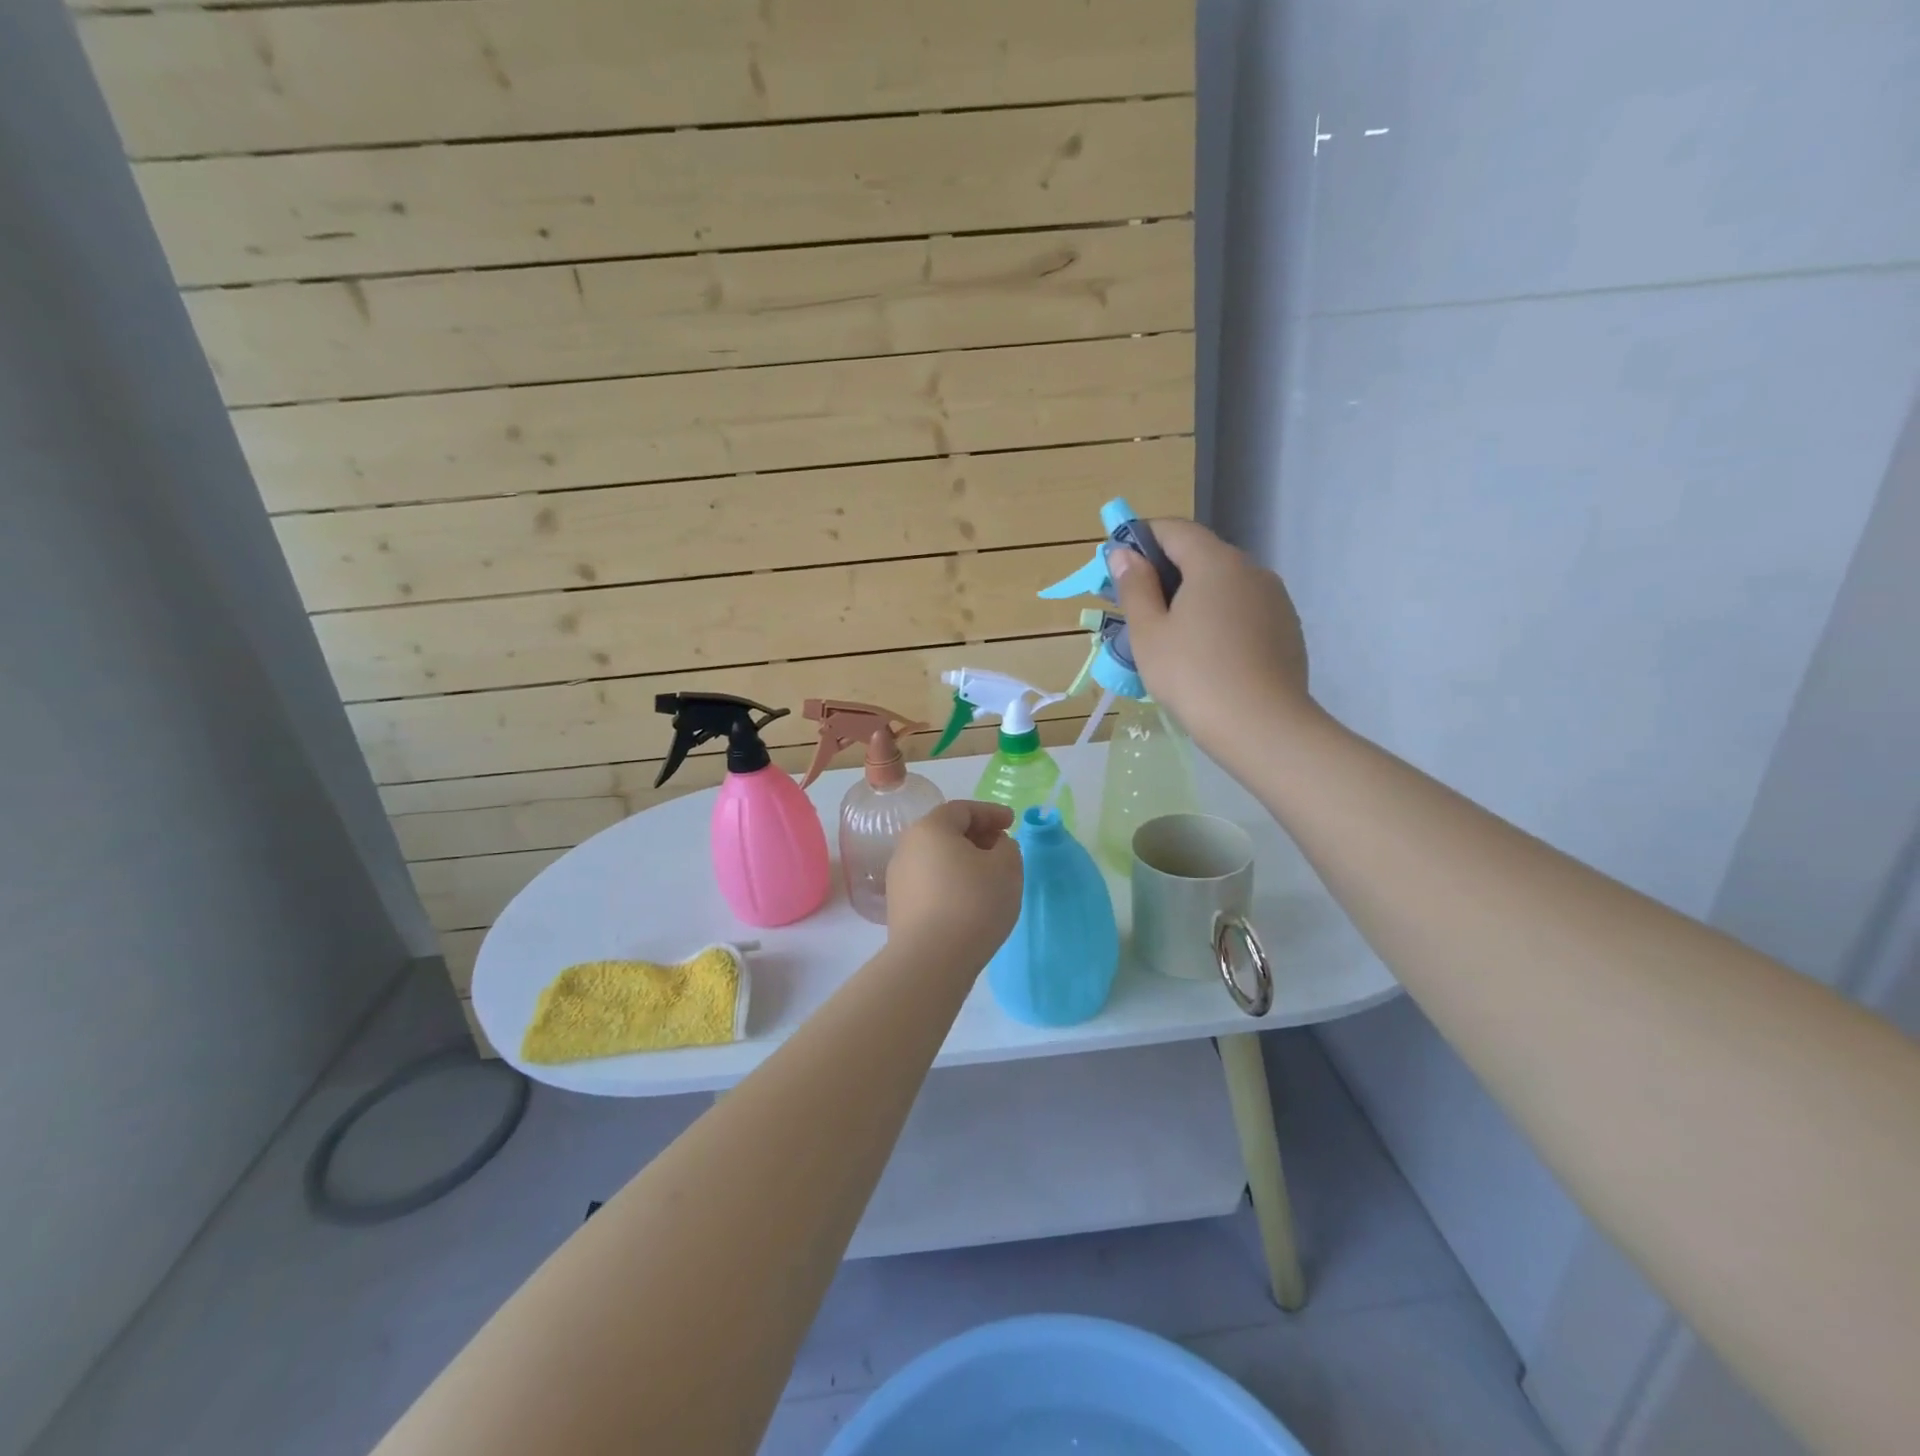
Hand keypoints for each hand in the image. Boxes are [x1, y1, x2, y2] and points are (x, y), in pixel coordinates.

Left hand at [885, 801, 1022, 964]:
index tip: (1013, 822)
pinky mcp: (898, 907)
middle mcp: (907, 847)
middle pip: (946, 832)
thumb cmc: (973, 903)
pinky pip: (930, 883)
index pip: (963, 809)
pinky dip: (951, 882)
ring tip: (989, 876)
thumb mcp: (1006, 868)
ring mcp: (898, 878)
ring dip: (963, 860)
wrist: (931, 960)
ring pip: (936, 858)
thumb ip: (1007, 847)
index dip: (991, 813)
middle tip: (1002, 847)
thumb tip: (995, 847)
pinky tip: (969, 900)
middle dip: (977, 835)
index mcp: (931, 828)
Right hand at [1110, 519, 1315, 756]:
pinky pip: (1243, 611)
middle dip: (1164, 572)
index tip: (1117, 564)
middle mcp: (1251, 570)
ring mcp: (1274, 599)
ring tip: (1169, 637)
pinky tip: (1205, 655)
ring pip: (1223, 585)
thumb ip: (1135, 587)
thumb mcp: (1149, 633)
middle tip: (1135, 606)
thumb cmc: (1193, 676)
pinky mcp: (1287, 628)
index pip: (1174, 529)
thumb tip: (1126, 553)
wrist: (1263, 727)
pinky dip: (1218, 618)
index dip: (1141, 538)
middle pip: (1200, 555)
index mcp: (1215, 562)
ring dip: (1192, 597)